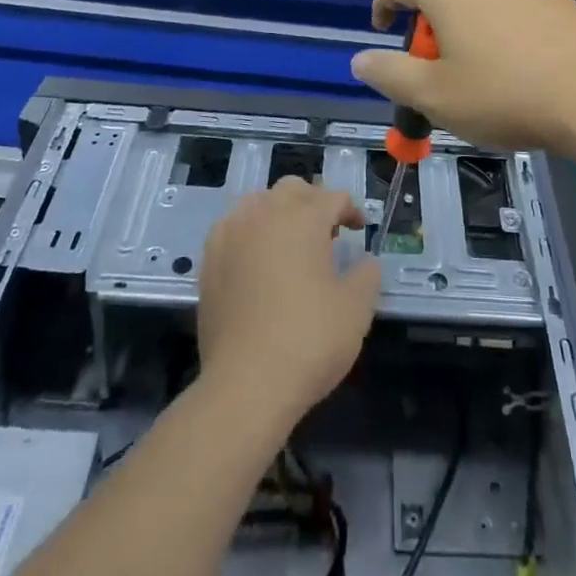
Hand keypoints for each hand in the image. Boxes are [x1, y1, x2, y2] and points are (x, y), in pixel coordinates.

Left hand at [196, 178, 379, 423]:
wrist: (246, 385)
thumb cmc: (309, 340)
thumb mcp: (356, 308)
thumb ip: (367, 275)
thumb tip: (365, 262)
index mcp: (303, 217)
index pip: (332, 197)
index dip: (350, 210)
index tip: (359, 230)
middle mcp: (265, 214)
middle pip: (292, 190)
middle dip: (313, 203)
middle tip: (327, 233)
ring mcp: (231, 234)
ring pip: (258, 203)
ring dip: (278, 213)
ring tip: (291, 244)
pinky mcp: (209, 261)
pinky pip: (233, 228)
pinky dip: (249, 233)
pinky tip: (257, 260)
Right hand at [351, 0, 575, 156]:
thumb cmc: (503, 95)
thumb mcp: (434, 96)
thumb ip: (390, 74)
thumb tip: (360, 59)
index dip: (383, 3)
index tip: (383, 31)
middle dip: (426, 18)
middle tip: (433, 61)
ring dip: (464, 19)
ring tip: (476, 64)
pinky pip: (511, 2)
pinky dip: (500, 22)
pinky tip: (517, 60)